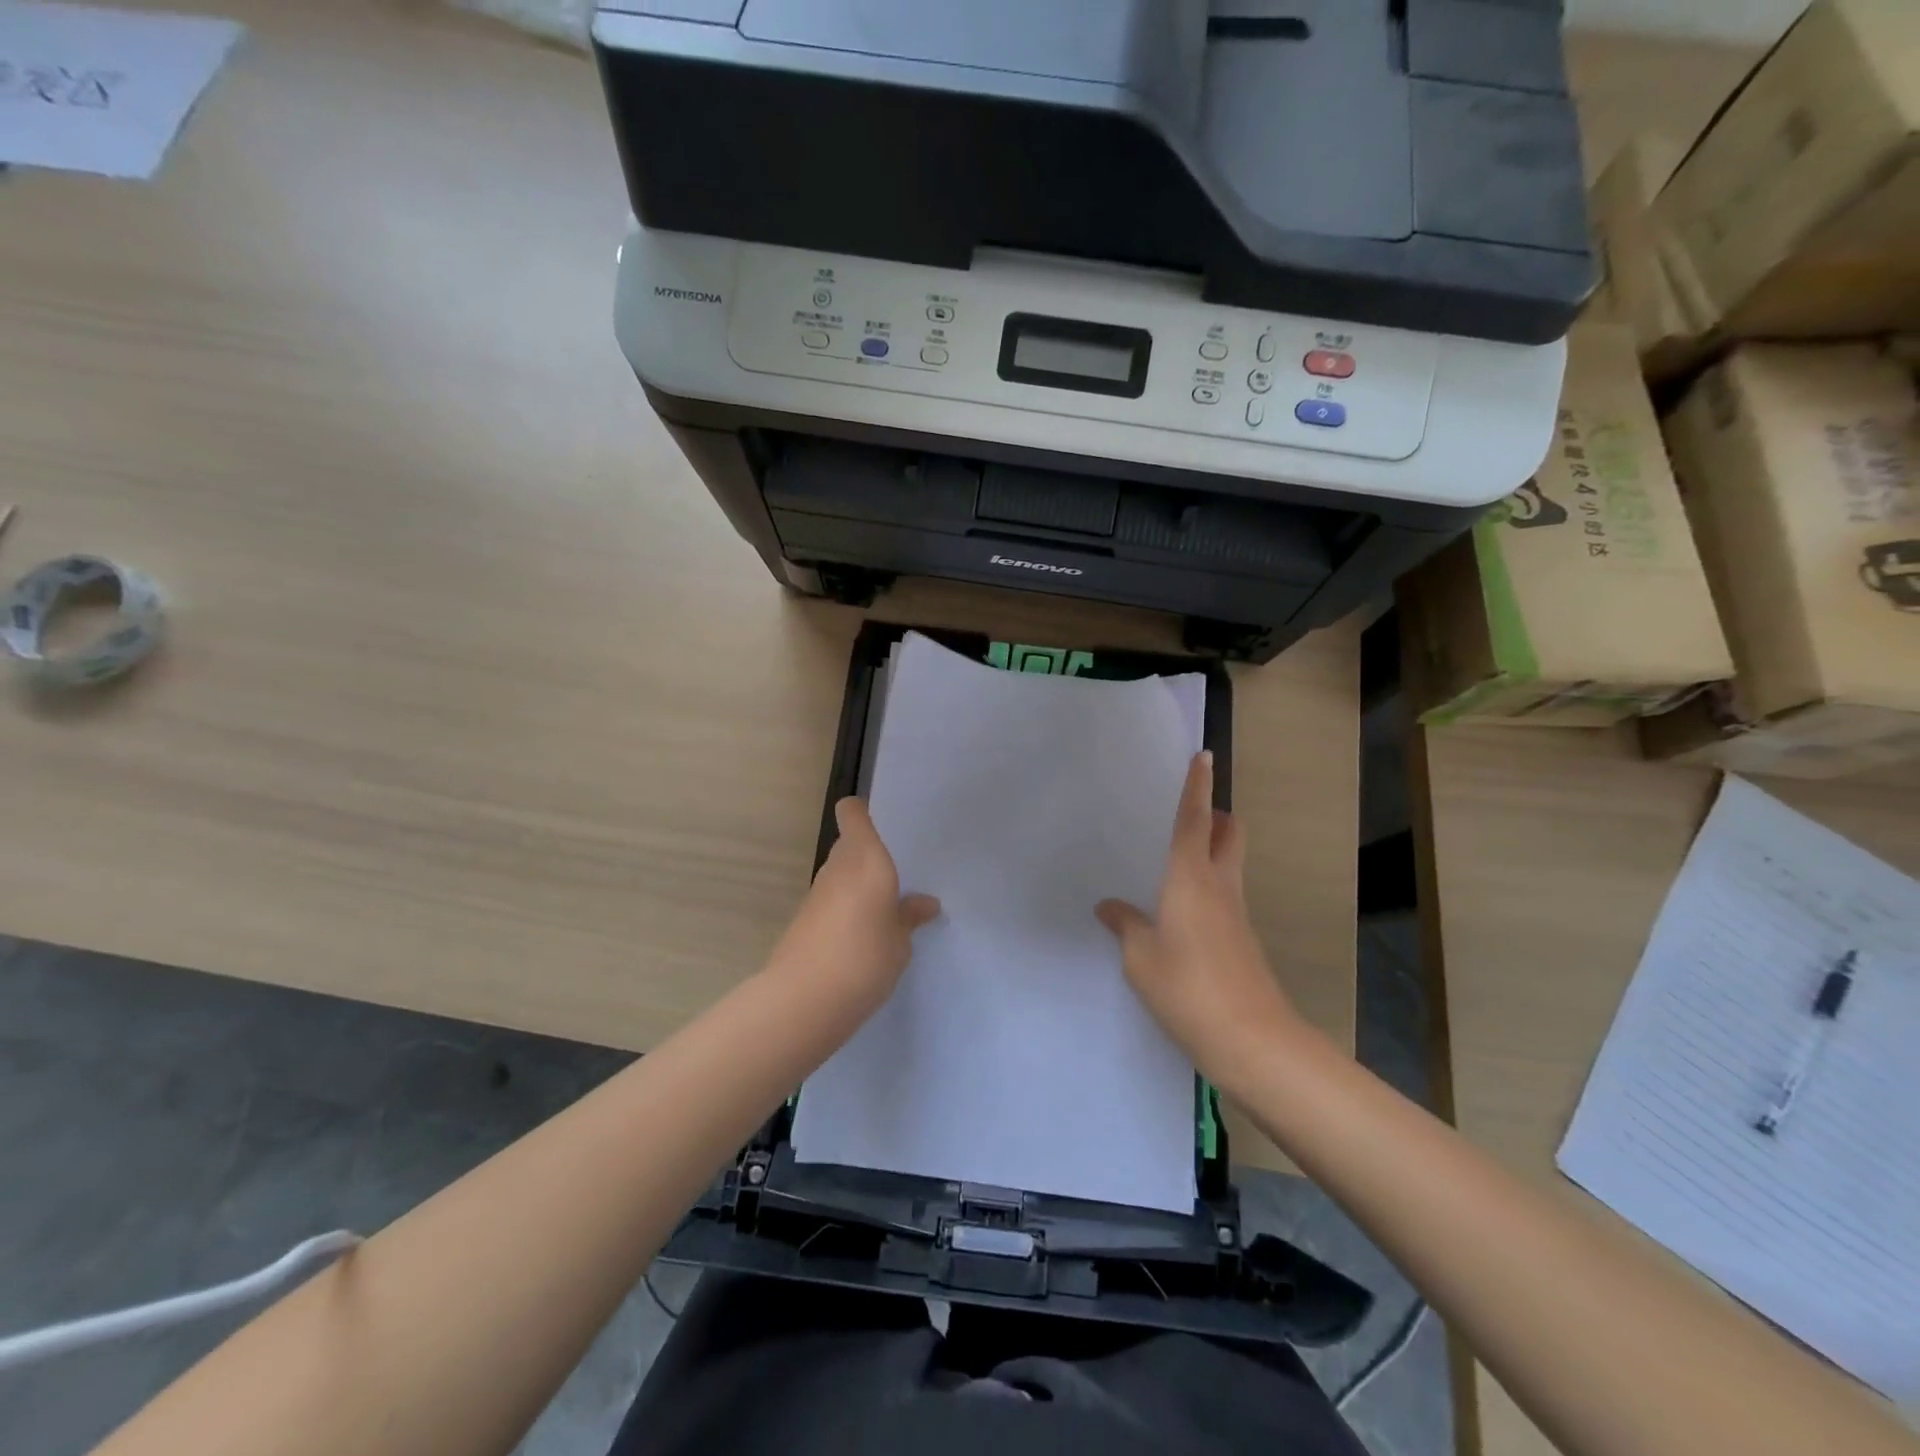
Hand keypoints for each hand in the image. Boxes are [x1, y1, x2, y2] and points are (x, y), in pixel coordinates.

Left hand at [767, 798, 940, 1015]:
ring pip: (841, 873)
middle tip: (900, 875)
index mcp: (865, 859)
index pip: (852, 813)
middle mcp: (838, 867)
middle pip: (849, 844)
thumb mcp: (901, 941)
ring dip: (859, 884)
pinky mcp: (804, 920)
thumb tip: (925, 903)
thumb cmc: (864, 958)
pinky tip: (864, 936)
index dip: (863, 812)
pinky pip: (832, 900)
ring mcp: (817, 893)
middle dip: (870, 855)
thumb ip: (910, 917)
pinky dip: (846, 908)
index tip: (885, 825)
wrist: (803, 1001)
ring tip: (888, 909)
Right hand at [1097, 752, 1301, 1090]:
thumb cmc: (1187, 987)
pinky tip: (1178, 911)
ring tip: (1171, 862)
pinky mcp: (1242, 938)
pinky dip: (1207, 885)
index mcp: (1191, 878)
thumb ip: (1126, 925)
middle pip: (1229, 833)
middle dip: (1216, 815)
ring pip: (1230, 863)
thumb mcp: (1140, 957)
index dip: (1198, 787)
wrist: (1251, 1039)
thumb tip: (1109, 907)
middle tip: (1187, 815)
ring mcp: (1237, 913)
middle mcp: (1220, 885)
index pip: (1195, 820)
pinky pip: (1225, 894)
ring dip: (1212, 850)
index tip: (1204, 756)